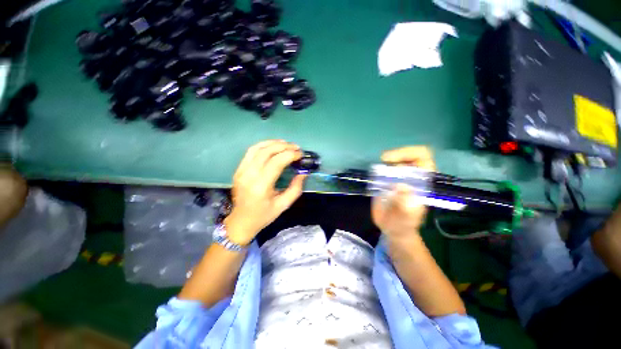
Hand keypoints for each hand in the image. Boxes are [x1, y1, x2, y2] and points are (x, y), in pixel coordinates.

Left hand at [224, 140, 306, 245]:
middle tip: (296, 147)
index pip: (276, 162)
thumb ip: (295, 188)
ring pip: (257, 148)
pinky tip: (272, 146)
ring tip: (286, 144)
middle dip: (284, 147)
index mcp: (261, 186)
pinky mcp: (238, 169)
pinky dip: (263, 145)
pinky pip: (250, 152)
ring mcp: (241, 171)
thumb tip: (303, 173)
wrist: (241, 221)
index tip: (300, 154)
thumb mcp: (283, 205)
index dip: (290, 155)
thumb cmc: (264, 215)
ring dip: (273, 143)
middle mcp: (249, 175)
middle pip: (267, 152)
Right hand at [371, 146, 435, 240]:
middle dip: (397, 154)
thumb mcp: (405, 217)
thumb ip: (405, 204)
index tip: (392, 160)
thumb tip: (400, 186)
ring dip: (388, 161)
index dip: (409, 154)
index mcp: (421, 184)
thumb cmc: (402, 225)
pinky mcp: (388, 182)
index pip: (423, 160)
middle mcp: (412, 178)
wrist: (393, 229)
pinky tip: (375, 174)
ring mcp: (400, 179)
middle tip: (383, 159)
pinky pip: (385, 169)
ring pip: (397, 161)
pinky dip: (380, 168)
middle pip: (410, 156)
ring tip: (379, 169)